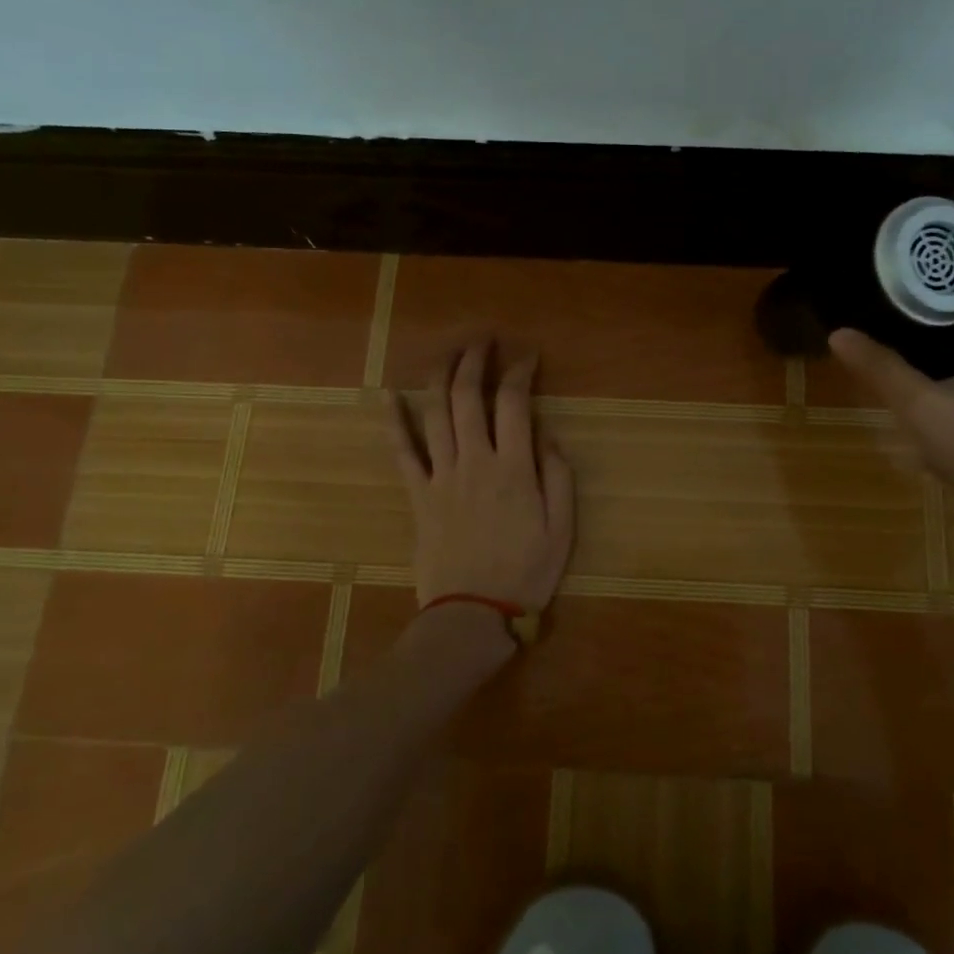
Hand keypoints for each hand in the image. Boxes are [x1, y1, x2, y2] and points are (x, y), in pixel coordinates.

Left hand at [388, 340, 575, 616]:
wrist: (472, 613)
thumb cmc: (526, 572)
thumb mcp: (563, 528)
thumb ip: (558, 476)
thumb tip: (547, 435)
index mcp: (513, 467)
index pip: (514, 402)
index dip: (520, 371)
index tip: (528, 356)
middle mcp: (474, 460)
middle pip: (468, 396)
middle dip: (475, 360)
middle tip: (483, 339)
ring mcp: (441, 475)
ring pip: (436, 413)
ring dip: (441, 376)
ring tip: (449, 353)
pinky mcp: (418, 495)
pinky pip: (403, 451)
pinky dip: (395, 421)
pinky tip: (390, 396)